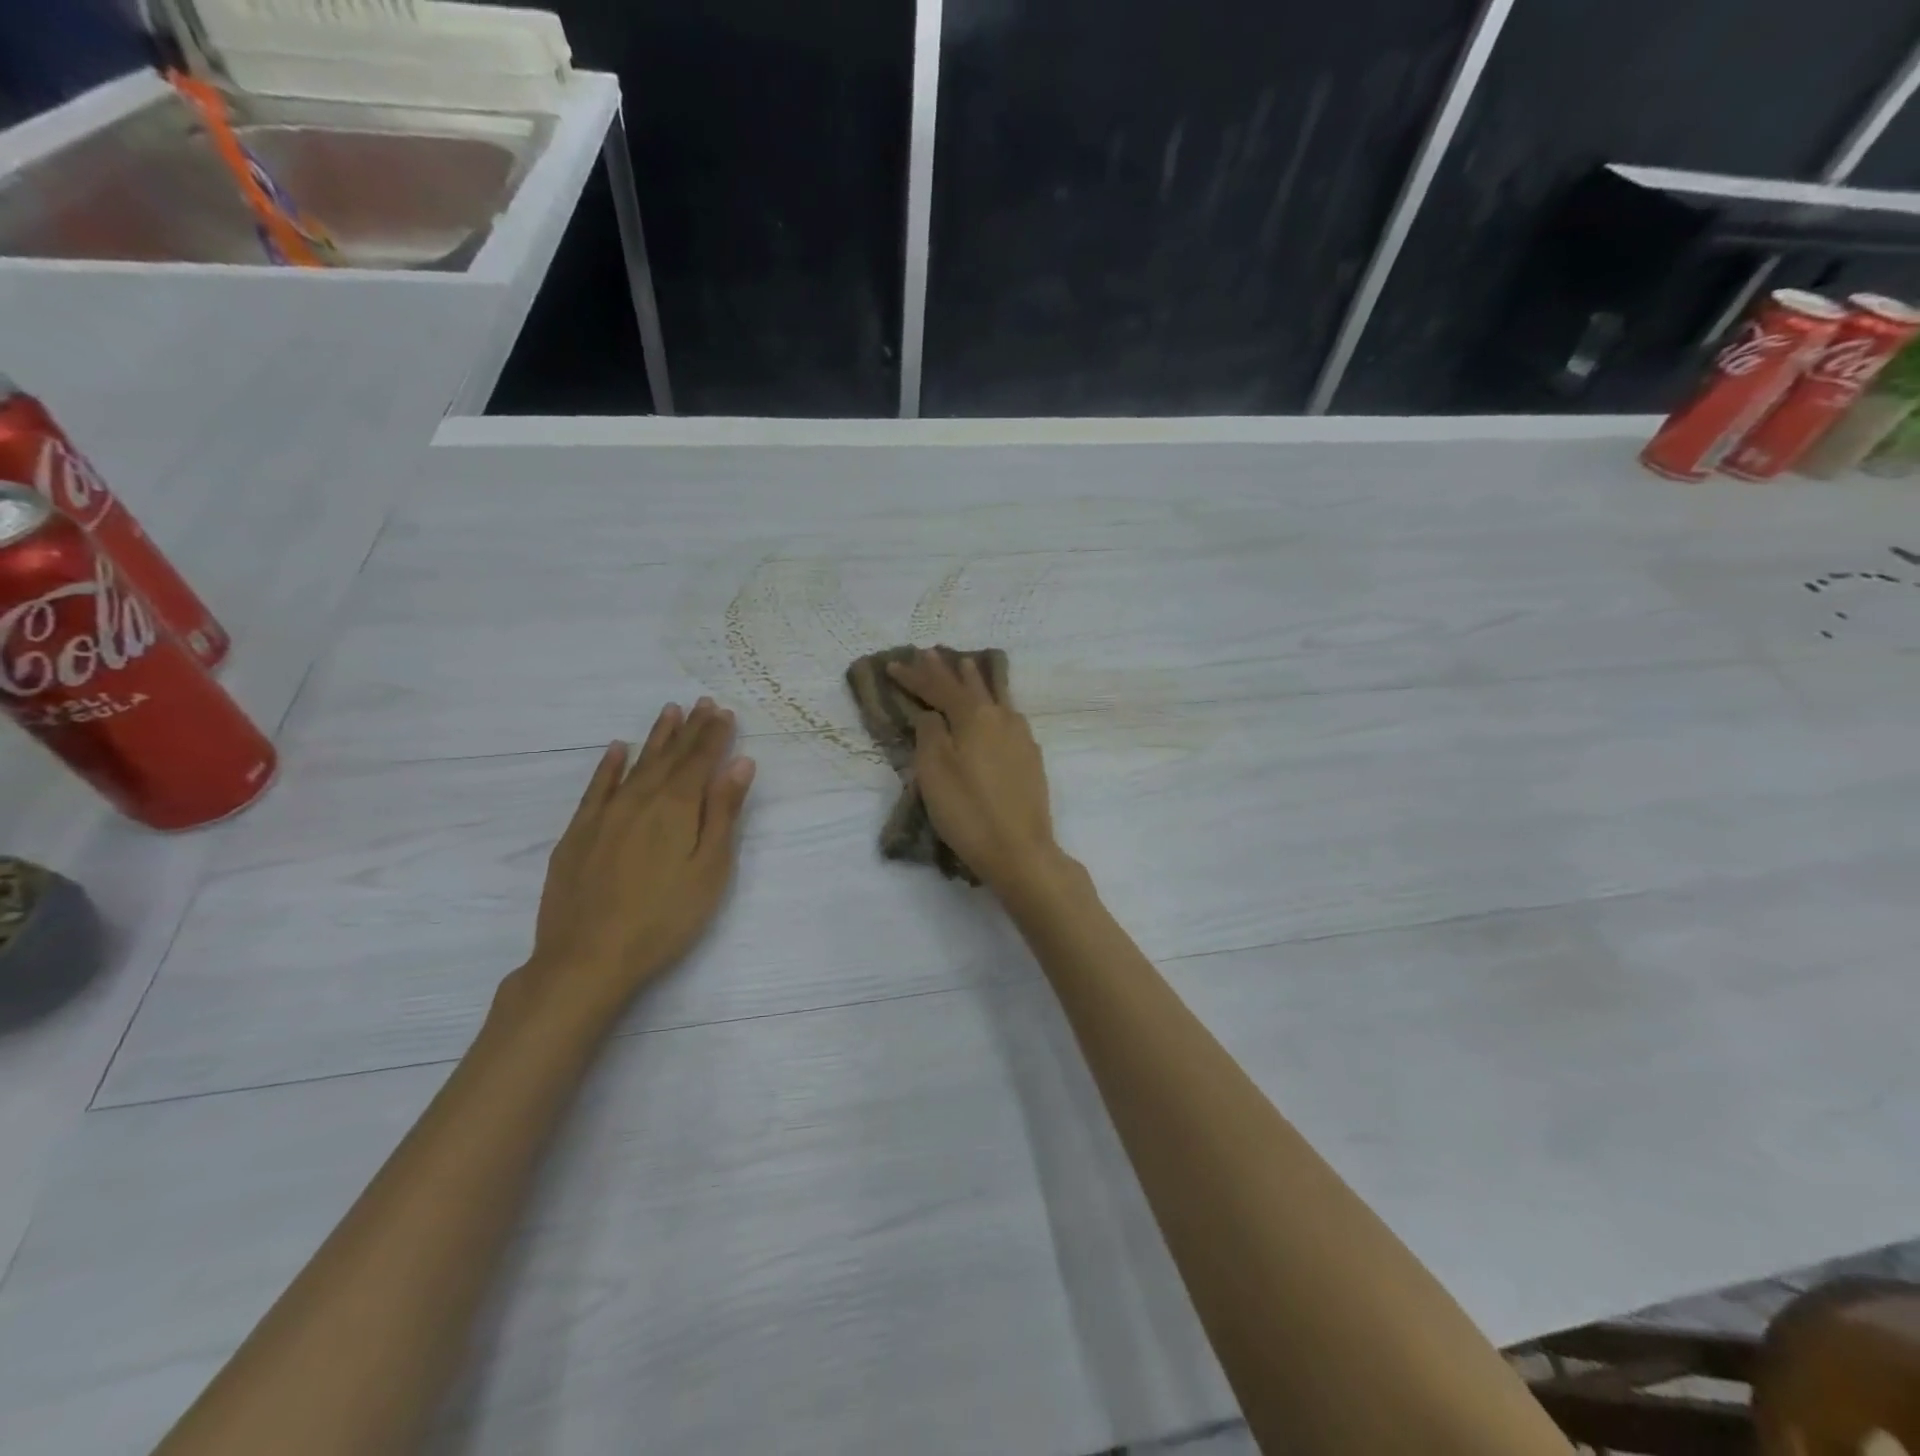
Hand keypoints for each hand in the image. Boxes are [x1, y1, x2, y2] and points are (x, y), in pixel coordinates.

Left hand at [515, 699, 754, 1025]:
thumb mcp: (710, 868)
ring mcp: (604, 815)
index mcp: (676, 808)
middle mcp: (639, 800)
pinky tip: (617, 750)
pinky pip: (596, 788)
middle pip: (669, 757)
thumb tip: (740, 763)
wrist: (587, 958)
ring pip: (635, 765)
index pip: (700, 761)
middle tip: (702, 703)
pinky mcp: (577, 834)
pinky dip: (609, 766)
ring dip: (655, 737)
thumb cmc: (665, 918)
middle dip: (689, 729)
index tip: (724, 712)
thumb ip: (723, 813)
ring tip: (669, 712)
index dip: (714, 736)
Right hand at [889, 649, 1058, 890]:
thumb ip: (930, 734)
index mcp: (974, 717)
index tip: (893, 664)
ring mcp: (1021, 736)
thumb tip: (932, 713)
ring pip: (995, 697)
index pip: (939, 687)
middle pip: (969, 686)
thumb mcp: (935, 772)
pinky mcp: (1031, 757)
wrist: (1020, 850)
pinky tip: (996, 708)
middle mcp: (1001, 718)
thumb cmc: (968, 811)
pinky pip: (1008, 716)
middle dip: (947, 670)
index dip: (915, 676)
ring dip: (976, 680)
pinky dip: (994, 703)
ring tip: (967, 665)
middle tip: (931, 652)